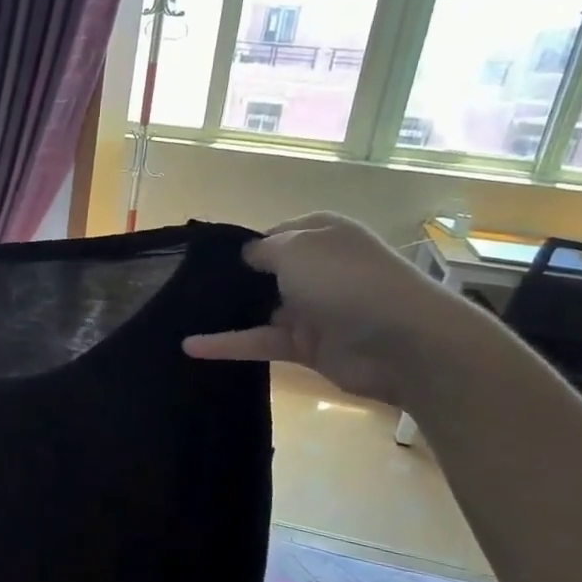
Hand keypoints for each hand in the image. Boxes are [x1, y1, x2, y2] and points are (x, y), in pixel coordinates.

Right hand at [183, 213, 470, 408]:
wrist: (401, 341)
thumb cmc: (347, 281)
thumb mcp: (297, 249)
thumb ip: (264, 250)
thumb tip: (247, 256)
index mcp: (321, 235)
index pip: (274, 235)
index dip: (243, 246)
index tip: (203, 260)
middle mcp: (316, 269)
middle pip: (266, 274)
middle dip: (231, 280)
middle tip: (183, 288)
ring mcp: (312, 309)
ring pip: (260, 310)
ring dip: (226, 313)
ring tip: (180, 316)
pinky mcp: (306, 346)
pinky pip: (260, 341)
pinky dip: (228, 344)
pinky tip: (190, 346)